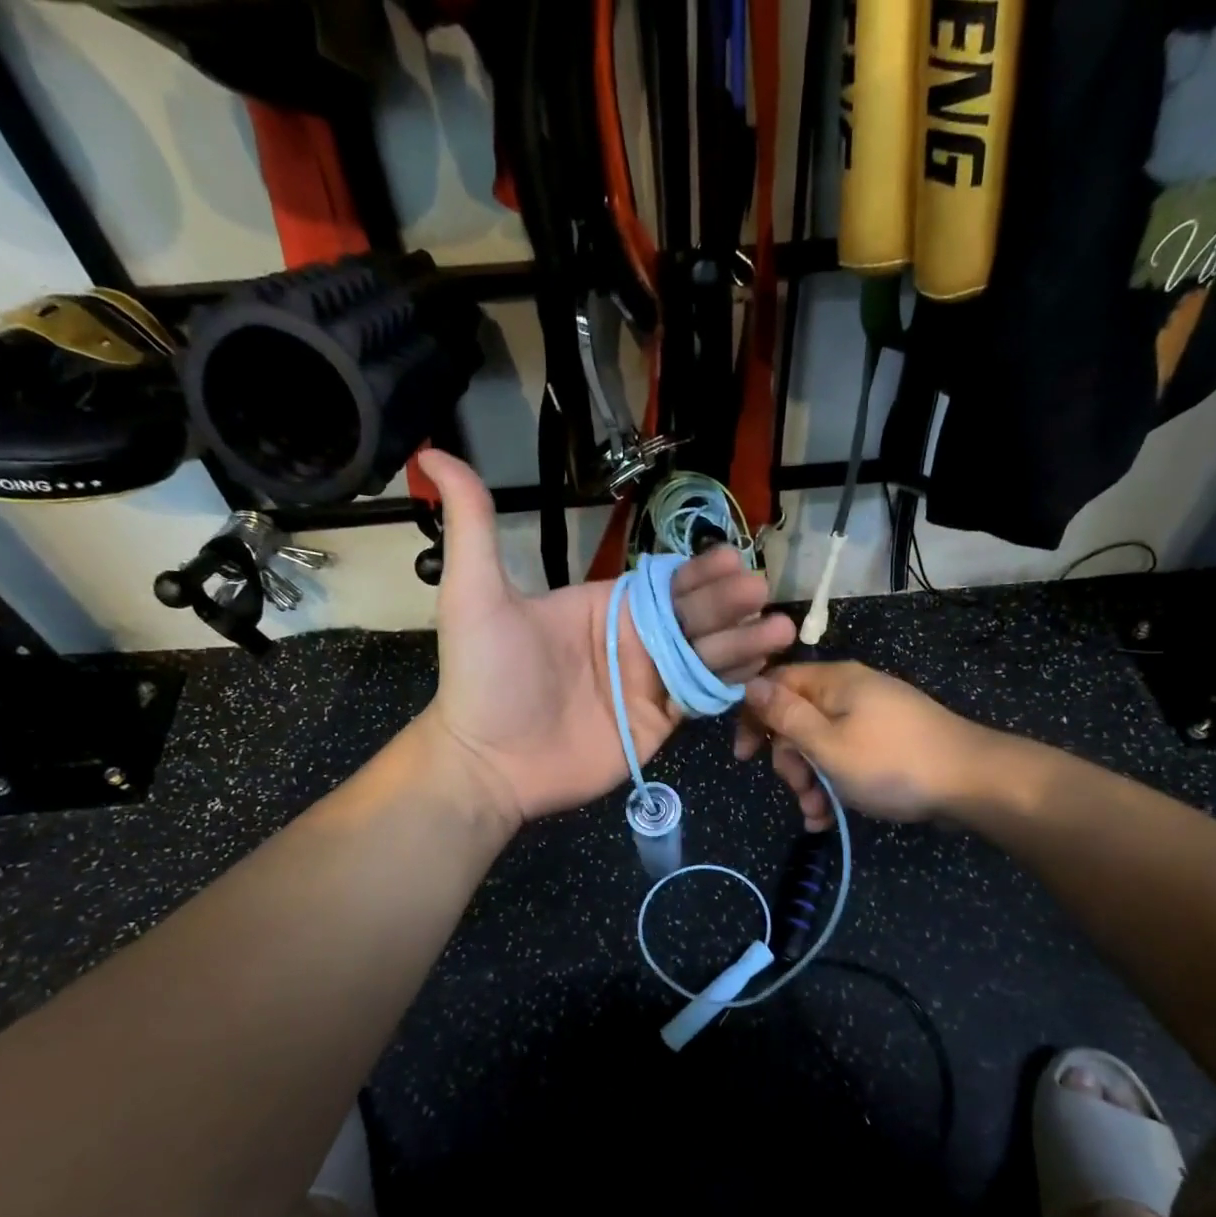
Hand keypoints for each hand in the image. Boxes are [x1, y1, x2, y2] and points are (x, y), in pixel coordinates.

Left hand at [418, 451, 793, 825]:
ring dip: (744, 641)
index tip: (732, 560)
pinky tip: (761, 670)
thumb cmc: (483, 677)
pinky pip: (702, 698)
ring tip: (780, 629)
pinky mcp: (659, 723)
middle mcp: (633, 641)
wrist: (486, 761)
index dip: (698, 572)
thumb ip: (473, 525)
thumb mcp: (475, 594)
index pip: (663, 582)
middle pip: (693, 615)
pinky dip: (732, 683)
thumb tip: (435, 455)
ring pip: (706, 655)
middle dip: (730, 603)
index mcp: (603, 606)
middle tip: (761, 591)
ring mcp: (648, 684)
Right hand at [734, 660, 989, 827]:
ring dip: (811, 781)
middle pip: (797, 719)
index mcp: (833, 683)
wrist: (973, 782)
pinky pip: (847, 756)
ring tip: (817, 815)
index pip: (775, 685)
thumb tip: (749, 684)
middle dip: (790, 761)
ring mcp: (871, 717)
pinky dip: (835, 783)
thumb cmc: (892, 763)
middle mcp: (850, 692)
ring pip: (821, 744)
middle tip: (800, 792)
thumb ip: (786, 716)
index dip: (753, 717)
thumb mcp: (828, 745)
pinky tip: (831, 817)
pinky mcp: (887, 740)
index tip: (745, 757)